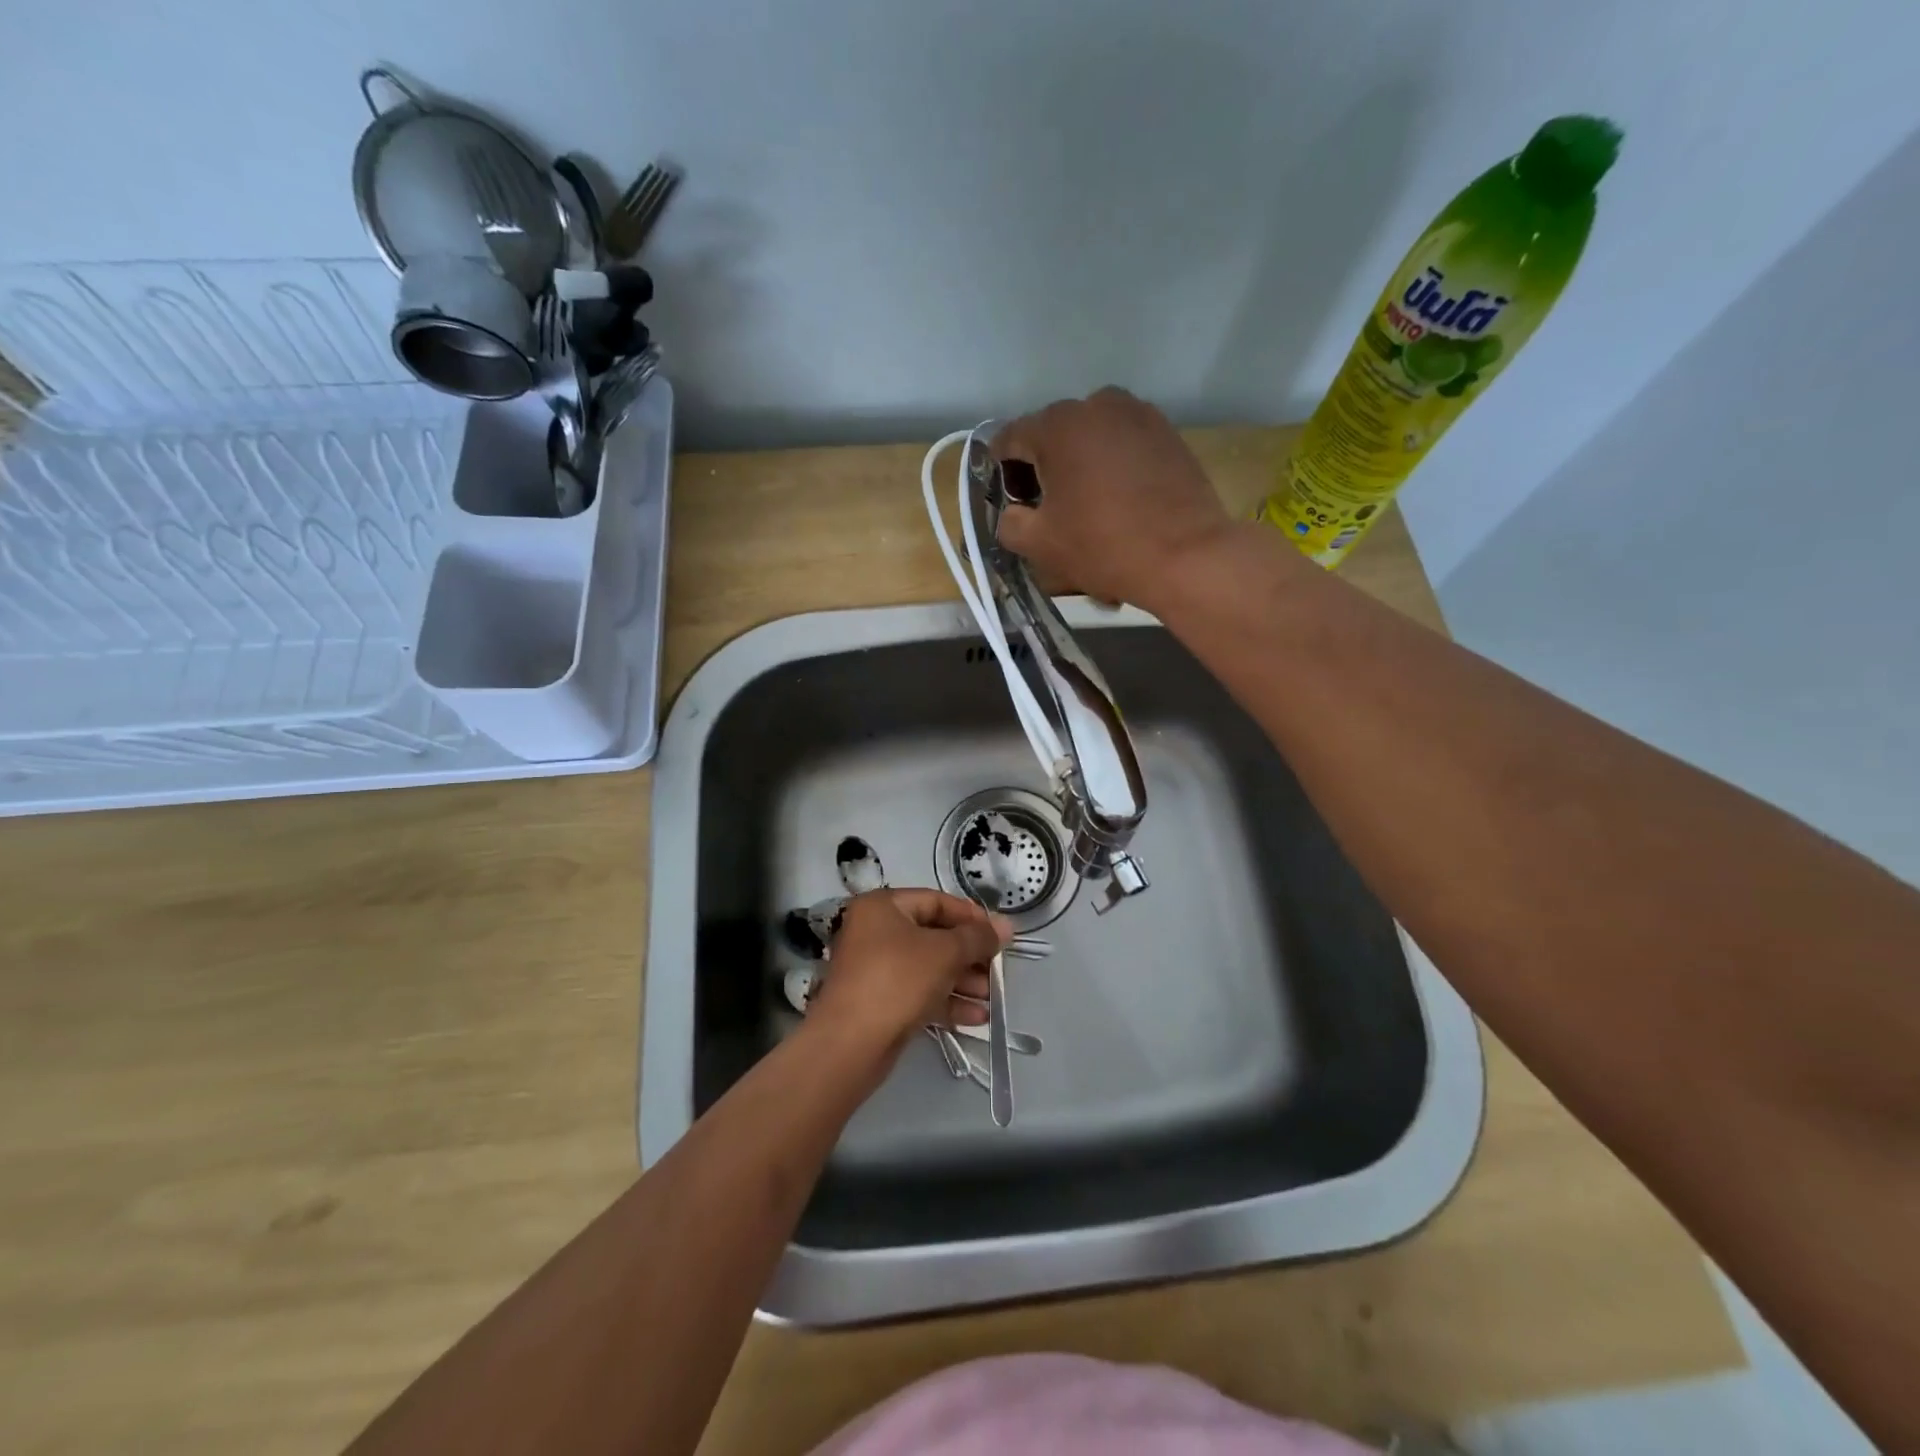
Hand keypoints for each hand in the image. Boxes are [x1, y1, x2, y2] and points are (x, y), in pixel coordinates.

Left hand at [807, 889, 1010, 1058]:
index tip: (999, 934)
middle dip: (970, 955)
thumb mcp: (945, 952)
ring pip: (929, 968)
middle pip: (934, 936)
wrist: (850, 1044)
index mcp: (883, 907)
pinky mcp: (880, 1002)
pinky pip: (919, 993)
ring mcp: (876, 969)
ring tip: (992, 997)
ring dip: (963, 981)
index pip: (936, 901)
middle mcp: (876, 932)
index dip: (971, 916)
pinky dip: (947, 1002)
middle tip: (998, 969)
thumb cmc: (898, 980)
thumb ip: (978, 937)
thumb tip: (1006, 925)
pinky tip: (977, 1017)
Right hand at [993, 387, 1238, 611]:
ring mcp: (1137, 414)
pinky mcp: (1166, 431)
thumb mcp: (1039, 544)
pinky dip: (1112, 465)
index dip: (1002, 473)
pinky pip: (1122, 443)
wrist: (1187, 556)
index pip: (1009, 440)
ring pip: (1090, 437)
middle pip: (1052, 434)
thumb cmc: (1104, 546)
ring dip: (1079, 464)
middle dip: (1042, 468)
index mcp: (1057, 425)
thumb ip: (1009, 522)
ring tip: (1088, 505)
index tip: (1012, 503)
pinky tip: (1120, 500)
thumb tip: (1012, 512)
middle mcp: (1096, 404)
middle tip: (1048, 510)